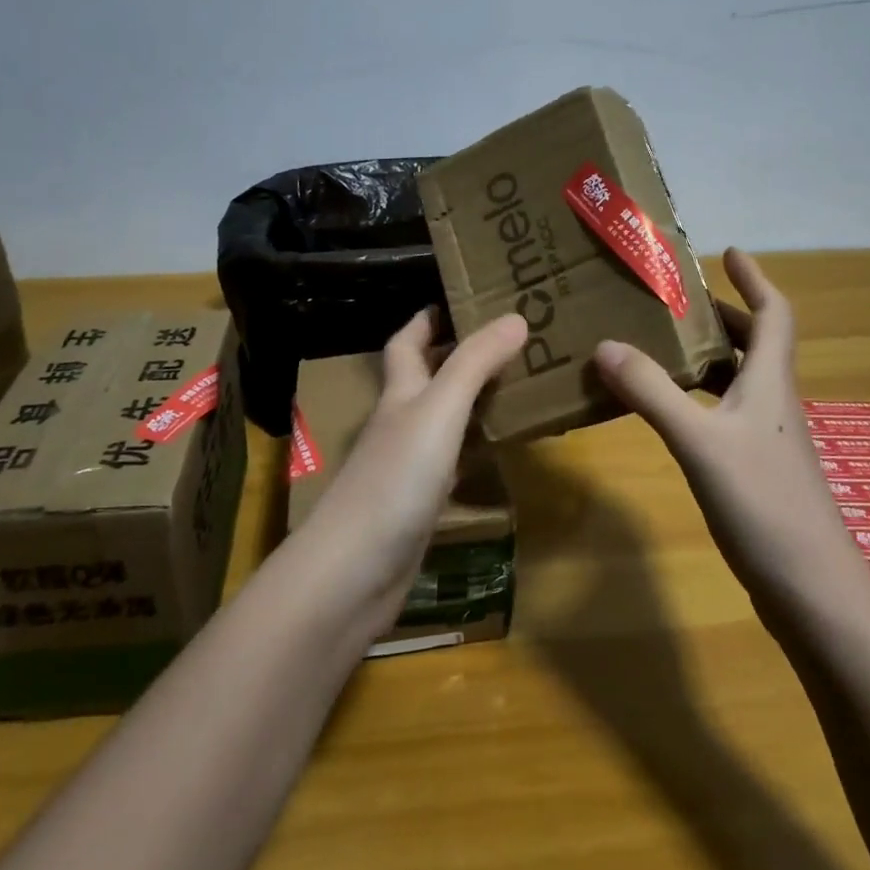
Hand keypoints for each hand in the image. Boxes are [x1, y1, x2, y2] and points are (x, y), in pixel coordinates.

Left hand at [296, 308, 526, 631]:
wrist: (354, 572)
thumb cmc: (395, 478)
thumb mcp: (439, 409)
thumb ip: (475, 363)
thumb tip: (515, 316)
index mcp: (399, 393)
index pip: (407, 342)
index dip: (428, 318)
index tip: (462, 298)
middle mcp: (400, 422)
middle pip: (425, 377)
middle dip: (457, 355)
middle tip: (508, 340)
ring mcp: (407, 465)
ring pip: (441, 419)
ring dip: (470, 400)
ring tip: (515, 384)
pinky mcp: (419, 504)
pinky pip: (452, 461)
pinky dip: (474, 448)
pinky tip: (498, 450)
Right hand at [592, 249, 866, 621]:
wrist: (815, 593)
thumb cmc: (764, 504)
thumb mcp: (699, 442)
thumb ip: (652, 392)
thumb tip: (605, 346)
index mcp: (770, 382)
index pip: (774, 314)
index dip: (755, 279)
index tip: (728, 252)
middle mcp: (773, 403)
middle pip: (755, 344)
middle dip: (722, 316)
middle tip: (676, 302)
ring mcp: (768, 440)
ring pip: (740, 381)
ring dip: (709, 357)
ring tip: (662, 347)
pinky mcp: (758, 472)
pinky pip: (726, 415)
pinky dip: (700, 399)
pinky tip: (669, 413)